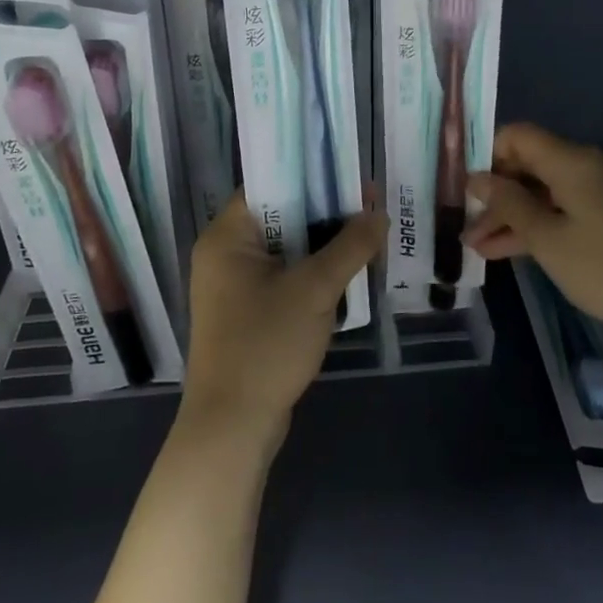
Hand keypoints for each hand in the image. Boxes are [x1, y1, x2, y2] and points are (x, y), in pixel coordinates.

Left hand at [180, 193, 386, 442]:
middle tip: (369, 207)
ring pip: (285, 249)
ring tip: (366, 236)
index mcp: (227, 237)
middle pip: (280, 216)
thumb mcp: (315, 289)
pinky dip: (311, 272)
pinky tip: (345, 274)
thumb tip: (379, 213)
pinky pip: (283, 276)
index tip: (350, 175)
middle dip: (325, 213)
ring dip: (322, 245)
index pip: (269, 185)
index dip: (310, 176)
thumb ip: (350, 246)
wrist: (233, 427)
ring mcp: (233, 286)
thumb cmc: (266, 345)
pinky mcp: (246, 312)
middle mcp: (224, 254)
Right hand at [465, 123, 602, 353]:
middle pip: (531, 164)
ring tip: (478, 247)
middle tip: (467, 227)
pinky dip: (540, 224)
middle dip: (497, 194)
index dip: (488, 155)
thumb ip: (508, 203)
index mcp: (574, 160)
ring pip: (547, 191)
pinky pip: (567, 207)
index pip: (518, 135)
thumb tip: (477, 178)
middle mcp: (591, 164)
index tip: (467, 190)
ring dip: (514, 215)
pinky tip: (510, 251)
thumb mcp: (547, 239)